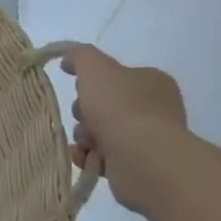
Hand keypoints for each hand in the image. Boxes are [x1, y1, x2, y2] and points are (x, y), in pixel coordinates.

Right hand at [61, 44, 186, 211]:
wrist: (141, 159)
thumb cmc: (120, 107)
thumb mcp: (95, 67)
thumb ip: (79, 55)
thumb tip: (68, 59)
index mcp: (151, 82)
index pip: (115, 76)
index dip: (91, 82)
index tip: (79, 87)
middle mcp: (153, 109)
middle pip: (102, 105)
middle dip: (84, 112)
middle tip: (84, 116)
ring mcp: (145, 139)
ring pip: (98, 132)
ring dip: (84, 135)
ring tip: (87, 142)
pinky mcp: (135, 166)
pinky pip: (101, 157)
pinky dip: (88, 156)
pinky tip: (83, 157)